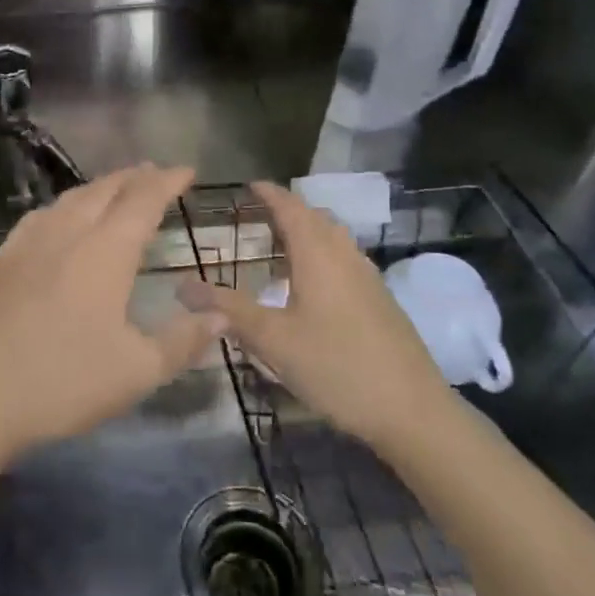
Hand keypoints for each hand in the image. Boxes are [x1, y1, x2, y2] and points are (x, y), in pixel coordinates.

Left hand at [0, 164, 227, 463]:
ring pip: (70, 199)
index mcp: (105, 252)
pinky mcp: (1, 260)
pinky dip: (63, 206)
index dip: (166, 182)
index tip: (186, 170)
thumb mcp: (137, 371)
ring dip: (99, 188)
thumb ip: (182, 340)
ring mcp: (28, 243)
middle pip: (105, 191)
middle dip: (134, 177)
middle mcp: (67, 233)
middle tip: (154, 172)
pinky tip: (60, 218)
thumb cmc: (64, 382)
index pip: (143, 201)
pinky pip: (39, 216)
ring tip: (115, 188)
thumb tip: (221, 314)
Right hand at [178, 181, 451, 447]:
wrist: (413, 410)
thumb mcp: (273, 340)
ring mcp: (368, 278)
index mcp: (318, 256)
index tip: (250, 185)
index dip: (270, 194)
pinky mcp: (380, 301)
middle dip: (288, 209)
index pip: (291, 209)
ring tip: (281, 244)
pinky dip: (322, 253)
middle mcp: (345, 256)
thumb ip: (228, 310)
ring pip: (334, 238)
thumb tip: (182, 286)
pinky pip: (345, 258)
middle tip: (259, 213)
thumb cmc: (336, 367)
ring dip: (308, 231)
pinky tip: (311, 284)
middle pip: (316, 218)